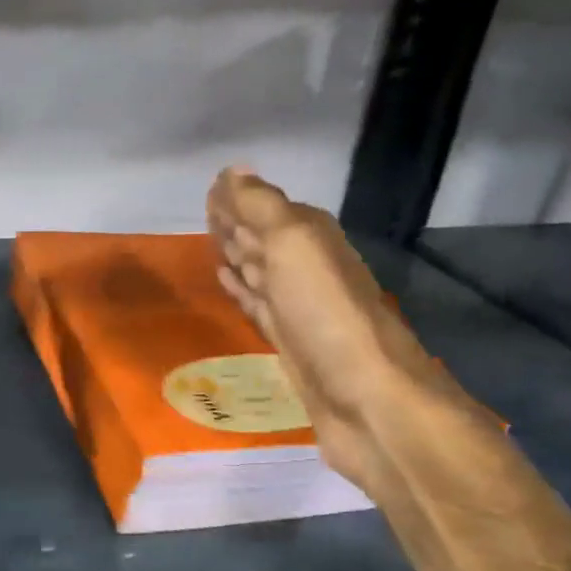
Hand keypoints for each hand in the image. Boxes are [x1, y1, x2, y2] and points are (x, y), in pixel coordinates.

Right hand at [206, 167, 447, 490]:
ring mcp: (297, 307)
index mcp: (310, 238)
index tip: (209, 189)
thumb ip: (261, 208)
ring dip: (236, 257)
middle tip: (203, 213)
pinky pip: (256, 305)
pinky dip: (240, 291)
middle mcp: (305, 268)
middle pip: (262, 238)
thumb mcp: (294, 245)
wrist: (366, 399)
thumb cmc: (327, 315)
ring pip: (259, 271)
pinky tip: (227, 285)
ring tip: (210, 246)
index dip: (237, 199)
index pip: (265, 208)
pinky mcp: (288, 342)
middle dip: (234, 224)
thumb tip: (233, 171)